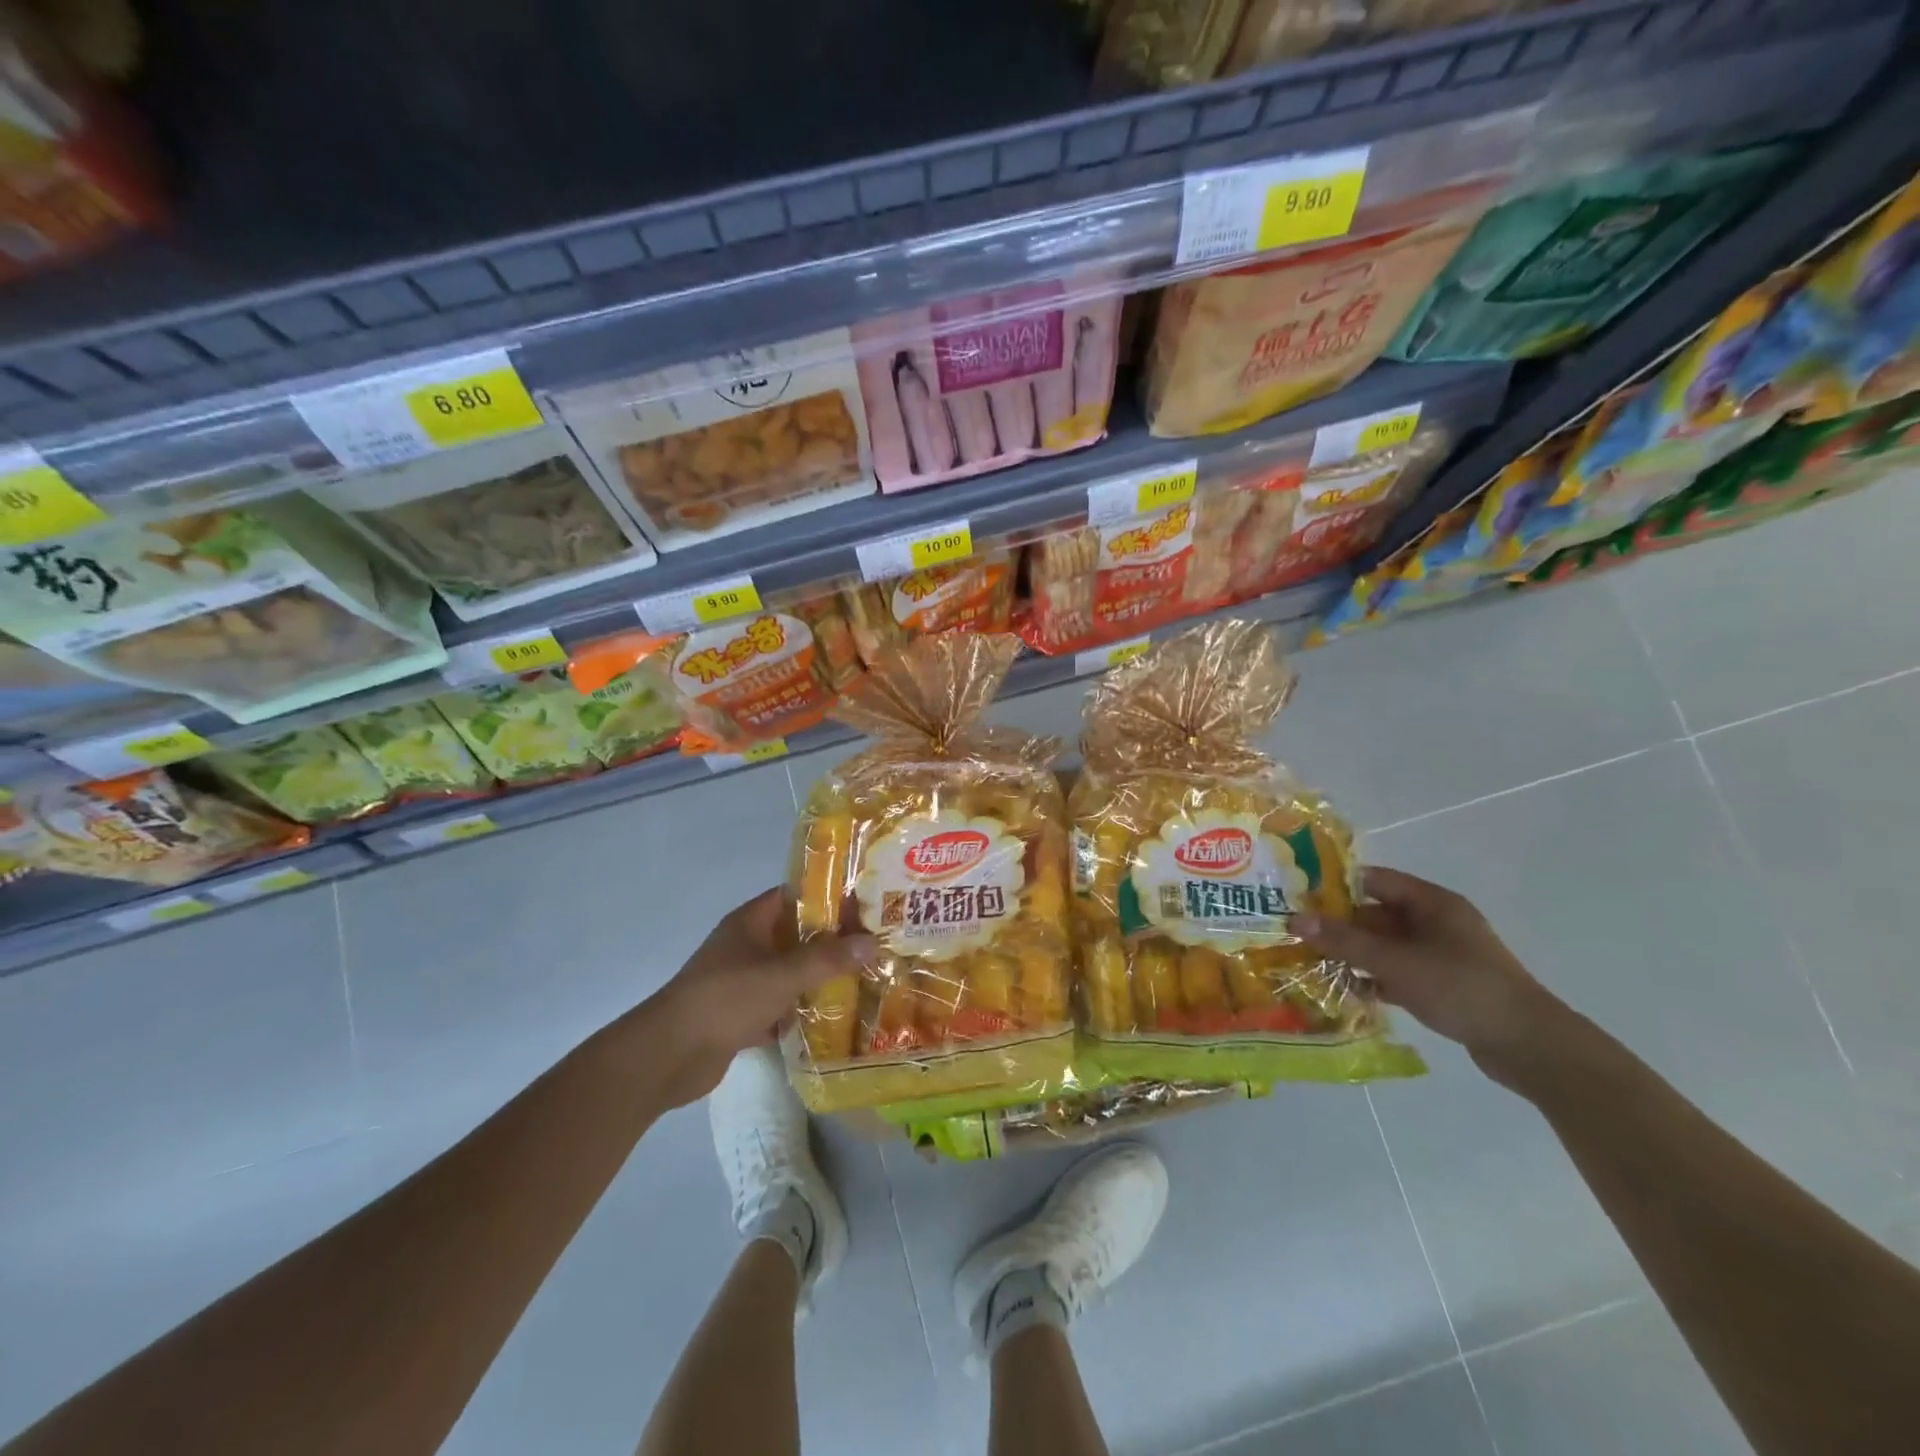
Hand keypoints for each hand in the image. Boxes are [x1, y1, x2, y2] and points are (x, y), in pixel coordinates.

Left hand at [637, 888, 877, 1108]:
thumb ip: (827, 959)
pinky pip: (780, 1005)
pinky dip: (801, 1011)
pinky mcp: (741, 1015)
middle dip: (831, 941)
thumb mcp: (782, 974)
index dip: (828, 896)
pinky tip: (835, 1019)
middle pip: (796, 936)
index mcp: (750, 922)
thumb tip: (871, 942)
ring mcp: (742, 981)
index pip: (794, 896)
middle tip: (874, 943)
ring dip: (819, 977)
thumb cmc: (725, 999)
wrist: (669, 1056)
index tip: (864, 903)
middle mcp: (746, 946)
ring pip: (789, 972)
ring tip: (864, 978)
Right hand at [1294, 867, 1567, 1079]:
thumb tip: (1294, 919)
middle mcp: (1436, 922)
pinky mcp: (1442, 985)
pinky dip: (1372, 979)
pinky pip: (1396, 973)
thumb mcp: (1396, 962)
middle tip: (1297, 935)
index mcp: (1432, 903)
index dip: (1335, 886)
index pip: (1374, 880)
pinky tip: (1343, 990)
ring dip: (1352, 954)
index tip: (1298, 897)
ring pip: (1384, 946)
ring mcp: (1440, 955)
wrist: (1529, 1046)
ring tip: (1310, 963)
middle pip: (1376, 914)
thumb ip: (1345, 941)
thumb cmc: (1461, 987)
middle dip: (1338, 925)